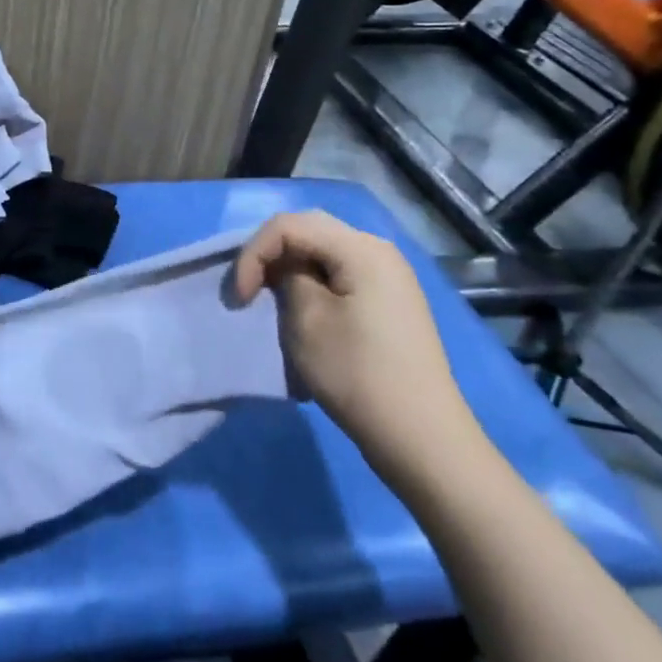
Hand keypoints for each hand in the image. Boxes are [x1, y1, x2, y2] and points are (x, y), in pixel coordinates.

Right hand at [233, 211, 482, 481]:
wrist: (421, 437)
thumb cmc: (357, 373)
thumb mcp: (306, 319)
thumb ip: (286, 276)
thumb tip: (284, 268)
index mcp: (361, 248)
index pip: (289, 225)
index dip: (254, 252)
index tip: (240, 297)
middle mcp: (379, 251)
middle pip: (309, 230)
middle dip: (270, 254)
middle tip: (250, 290)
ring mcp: (390, 276)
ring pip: (324, 252)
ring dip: (289, 269)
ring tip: (270, 300)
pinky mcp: (390, 301)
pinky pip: (341, 273)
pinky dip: (312, 283)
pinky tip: (303, 311)